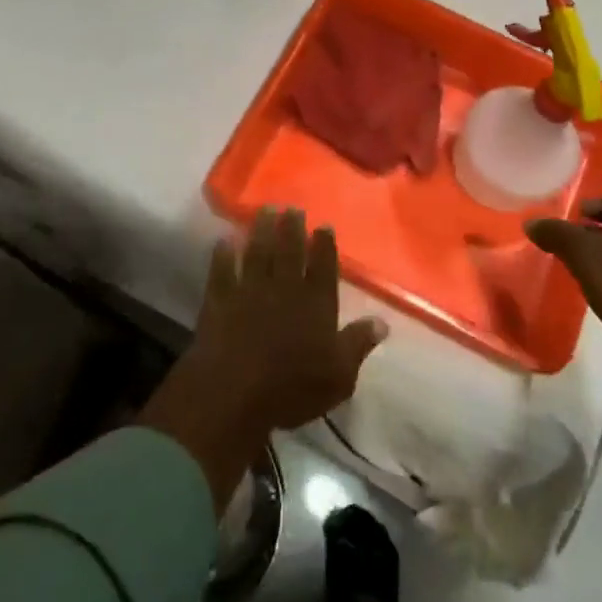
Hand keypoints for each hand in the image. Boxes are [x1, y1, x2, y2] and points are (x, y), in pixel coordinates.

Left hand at [189, 208, 388, 429]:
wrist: (234, 394)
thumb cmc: (292, 389)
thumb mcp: (339, 376)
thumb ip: (358, 344)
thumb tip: (382, 322)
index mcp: (316, 303)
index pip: (323, 266)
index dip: (324, 244)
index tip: (323, 225)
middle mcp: (284, 288)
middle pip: (289, 250)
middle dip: (291, 227)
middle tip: (291, 208)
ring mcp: (250, 290)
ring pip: (257, 252)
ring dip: (260, 230)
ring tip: (264, 210)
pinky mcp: (220, 300)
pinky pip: (221, 270)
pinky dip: (222, 254)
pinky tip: (223, 240)